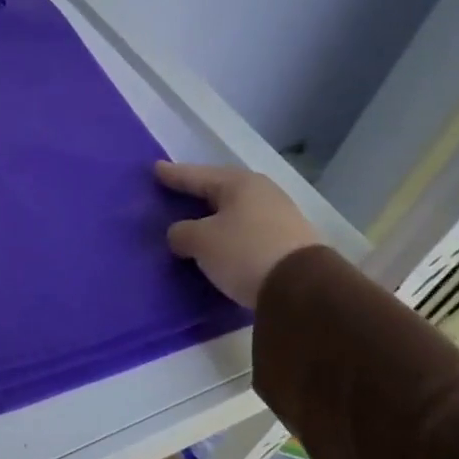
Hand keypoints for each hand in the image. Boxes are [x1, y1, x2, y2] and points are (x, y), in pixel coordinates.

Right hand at [155, 161, 320, 307]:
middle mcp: (262, 193)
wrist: (302, 290)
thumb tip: (181, 234)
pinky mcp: (288, 242)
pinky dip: (230, 233)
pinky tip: (220, 241)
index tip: (155, 168)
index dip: (173, 174)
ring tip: (195, 221)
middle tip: (175, 191)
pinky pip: (247, 230)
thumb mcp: (200, 241)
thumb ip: (181, 232)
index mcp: (239, 183)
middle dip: (197, 192)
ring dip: (214, 216)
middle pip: (219, 190)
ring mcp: (280, 216)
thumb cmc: (244, 252)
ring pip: (235, 211)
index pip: (196, 175)